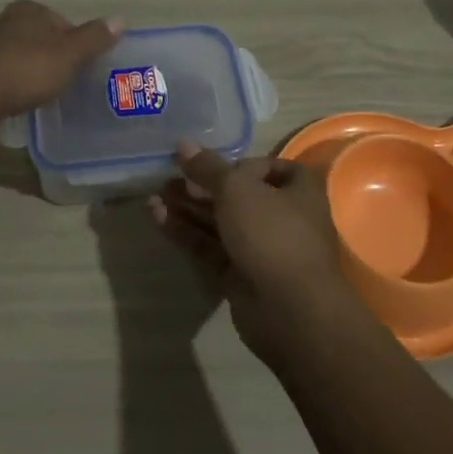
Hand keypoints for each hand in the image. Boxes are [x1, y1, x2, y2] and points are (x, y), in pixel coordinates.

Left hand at [0, 1, 121, 120]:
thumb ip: (93, 38)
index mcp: (27, 10)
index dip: (75, 43)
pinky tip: (18, 100)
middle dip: (51, 55)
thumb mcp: (68, 55)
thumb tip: (120, 19)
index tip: (81, 66)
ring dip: (30, 69)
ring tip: (42, 93)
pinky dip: (12, 83)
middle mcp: (3, 21)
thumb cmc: (25, 70)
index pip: (61, 21)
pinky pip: (1, 73)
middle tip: (65, 80)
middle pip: (38, 37)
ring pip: (18, 54)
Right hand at [149, 141, 365, 368]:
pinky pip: (209, 246)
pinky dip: (185, 231)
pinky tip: (157, 217)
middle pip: (237, 195)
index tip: (214, 166)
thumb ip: (207, 167)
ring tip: (154, 194)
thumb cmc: (272, 233)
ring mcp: (260, 248)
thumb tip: (183, 144)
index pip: (269, 167)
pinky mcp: (238, 274)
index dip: (240, 164)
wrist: (288, 309)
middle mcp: (282, 217)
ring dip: (188, 207)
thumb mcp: (237, 189)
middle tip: (168, 176)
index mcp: (298, 190)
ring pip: (219, 222)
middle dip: (202, 185)